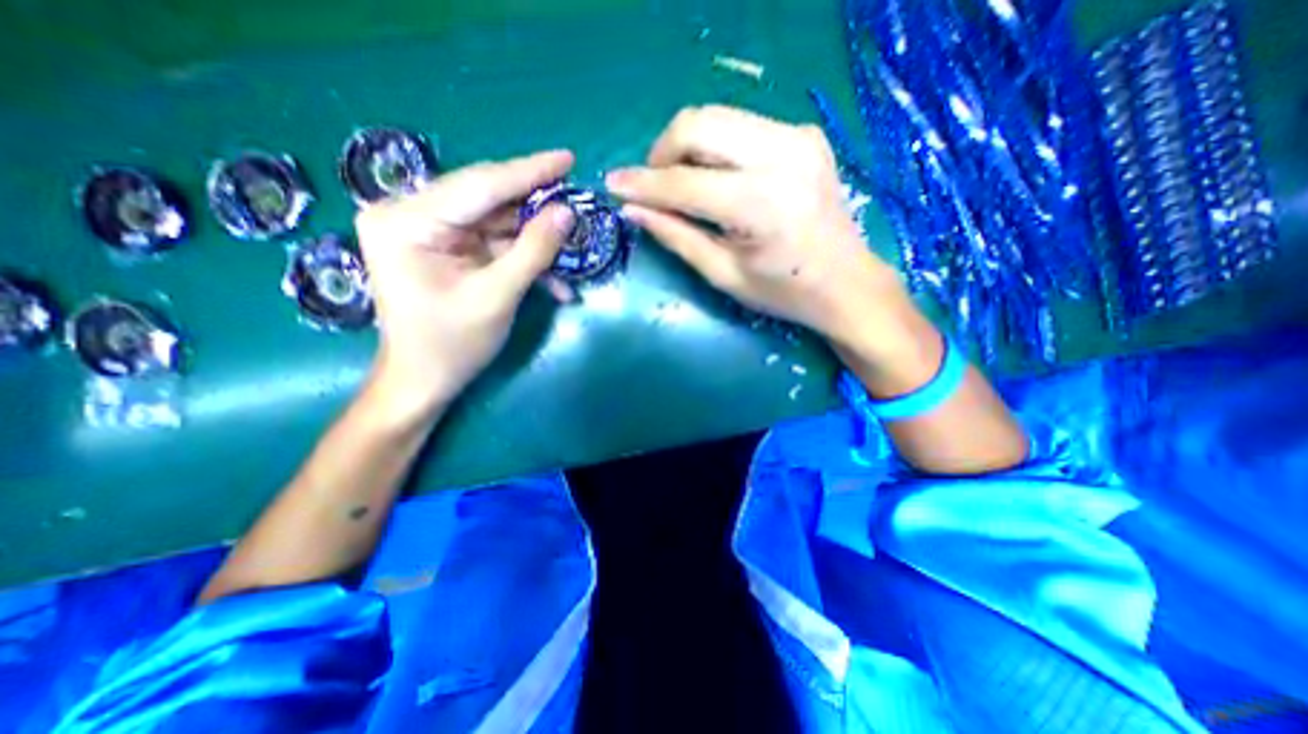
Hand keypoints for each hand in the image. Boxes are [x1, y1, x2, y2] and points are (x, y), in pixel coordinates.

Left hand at [356, 150, 572, 417]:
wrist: (424, 381)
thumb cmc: (451, 344)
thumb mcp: (497, 296)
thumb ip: (533, 250)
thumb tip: (567, 213)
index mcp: (406, 221)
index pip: (479, 185)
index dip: (529, 172)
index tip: (568, 158)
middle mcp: (411, 214)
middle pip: (487, 199)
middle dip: (536, 206)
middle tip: (576, 200)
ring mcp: (429, 232)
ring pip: (496, 221)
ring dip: (536, 239)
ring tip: (573, 243)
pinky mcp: (446, 249)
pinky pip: (493, 243)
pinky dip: (524, 258)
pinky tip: (555, 279)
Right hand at [601, 103, 911, 345]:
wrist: (847, 283)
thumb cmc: (784, 292)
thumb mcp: (724, 274)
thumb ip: (676, 237)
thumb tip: (633, 210)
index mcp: (760, 204)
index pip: (684, 181)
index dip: (643, 183)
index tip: (613, 184)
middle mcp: (781, 156)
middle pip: (699, 123)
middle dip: (663, 152)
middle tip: (655, 186)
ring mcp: (798, 138)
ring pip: (718, 116)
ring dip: (687, 145)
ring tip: (681, 181)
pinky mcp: (804, 135)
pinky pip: (742, 126)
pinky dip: (717, 146)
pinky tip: (717, 176)